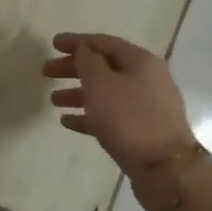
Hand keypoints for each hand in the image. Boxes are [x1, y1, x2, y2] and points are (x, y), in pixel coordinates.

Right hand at [43, 32, 193, 176]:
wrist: (165, 169)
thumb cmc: (129, 119)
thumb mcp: (101, 84)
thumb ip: (87, 62)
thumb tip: (83, 49)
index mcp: (140, 61)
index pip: (103, 42)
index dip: (76, 41)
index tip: (52, 44)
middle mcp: (146, 79)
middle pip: (104, 67)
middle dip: (74, 68)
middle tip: (47, 72)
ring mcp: (146, 106)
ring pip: (106, 93)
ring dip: (78, 93)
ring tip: (53, 100)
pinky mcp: (142, 131)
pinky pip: (111, 116)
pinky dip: (89, 115)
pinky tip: (68, 122)